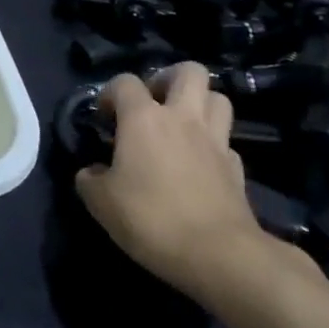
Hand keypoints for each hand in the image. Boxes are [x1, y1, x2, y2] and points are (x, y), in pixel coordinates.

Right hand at [75, 62, 275, 300]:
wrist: (219, 255)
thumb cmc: (151, 219)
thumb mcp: (101, 202)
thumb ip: (90, 179)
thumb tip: (93, 172)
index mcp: (143, 118)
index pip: (125, 82)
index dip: (111, 93)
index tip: (104, 117)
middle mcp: (182, 118)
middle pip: (189, 72)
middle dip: (169, 79)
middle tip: (153, 103)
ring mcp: (216, 141)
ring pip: (218, 98)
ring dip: (199, 104)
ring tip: (179, 125)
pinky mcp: (238, 169)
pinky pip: (226, 141)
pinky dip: (213, 145)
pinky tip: (199, 163)